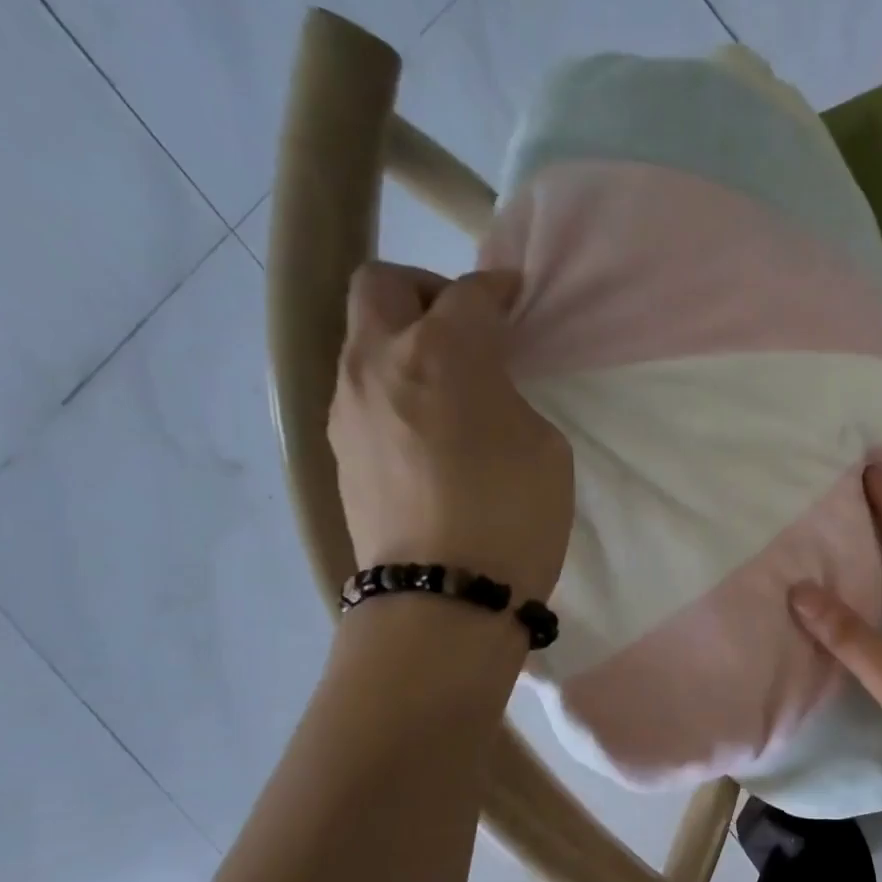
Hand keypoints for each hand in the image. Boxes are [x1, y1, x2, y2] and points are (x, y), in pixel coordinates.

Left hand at [329, 263, 572, 598]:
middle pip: (383, 285)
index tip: (514, 297)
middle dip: (426, 290)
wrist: (444, 596)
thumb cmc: (513, 516)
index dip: (498, 289)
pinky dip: (392, 388)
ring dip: (403, 342)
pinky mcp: (338, 448)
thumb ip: (508, 399)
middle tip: (464, 326)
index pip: (470, 294)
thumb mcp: (543, 447)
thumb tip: (481, 394)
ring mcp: (348, 405)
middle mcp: (380, 361)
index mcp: (444, 352)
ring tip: (445, 384)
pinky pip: (361, 391)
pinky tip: (424, 428)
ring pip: (363, 338)